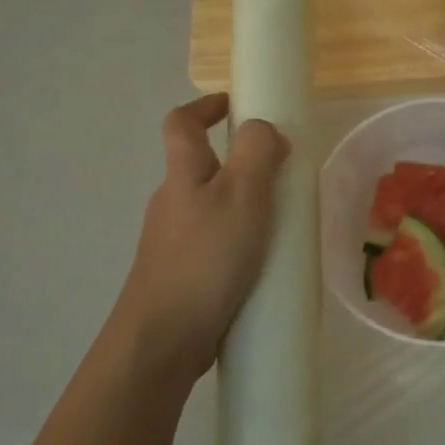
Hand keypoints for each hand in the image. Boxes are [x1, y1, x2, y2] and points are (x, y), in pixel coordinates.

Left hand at [115, 93, 289, 381]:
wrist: (163, 339)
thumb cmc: (205, 259)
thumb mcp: (242, 196)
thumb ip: (257, 154)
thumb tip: (266, 130)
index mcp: (183, 176)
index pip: (181, 123)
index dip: (205, 106)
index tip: (237, 106)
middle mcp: (172, 203)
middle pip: (199, 166)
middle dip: (237, 161)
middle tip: (281, 174)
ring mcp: (173, 242)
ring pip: (210, 208)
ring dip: (242, 204)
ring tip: (282, 222)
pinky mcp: (183, 275)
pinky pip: (214, 243)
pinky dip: (239, 241)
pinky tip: (263, 265)